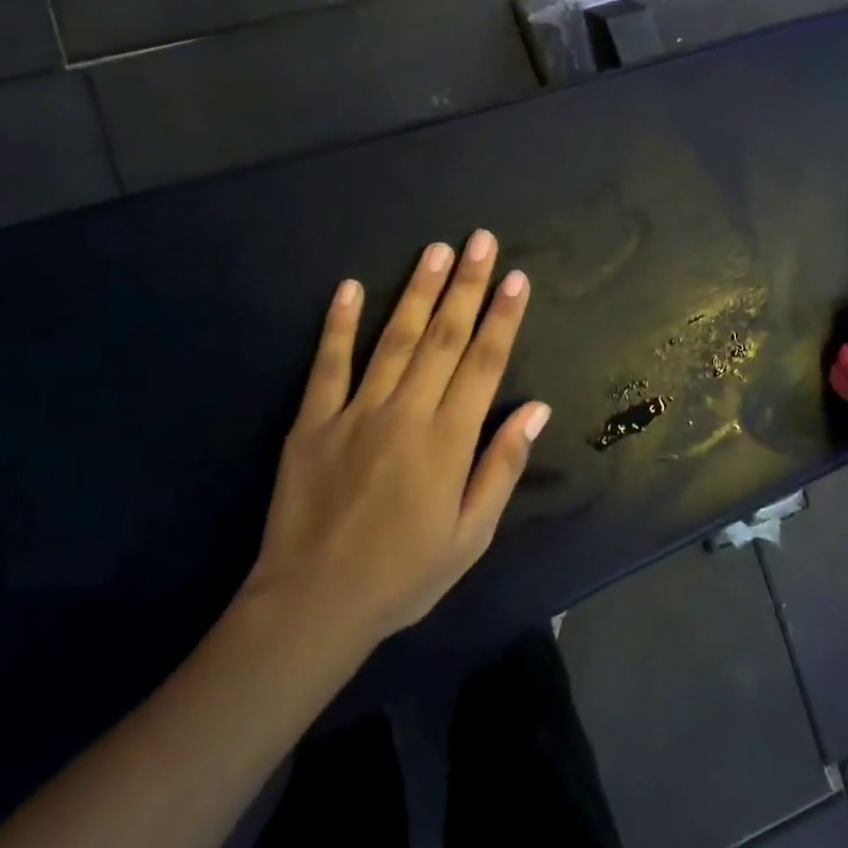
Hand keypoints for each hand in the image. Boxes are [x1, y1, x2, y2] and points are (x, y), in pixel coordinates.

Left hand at [237, 230, 550, 666]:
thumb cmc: (404, 575)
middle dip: (466, 285)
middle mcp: (406, 413)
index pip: (483, 363)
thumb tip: (536, 409)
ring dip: (417, 291)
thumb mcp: (470, 535)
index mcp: (448, 440)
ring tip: (435, 249)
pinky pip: (328, 365)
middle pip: (443, 337)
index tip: (516, 278)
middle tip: (481, 241)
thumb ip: (502, 467)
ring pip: (394, 339)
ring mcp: (355, 413)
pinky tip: (349, 287)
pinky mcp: (312, 422)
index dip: (503, 317)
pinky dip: (338, 325)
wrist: (311, 607)